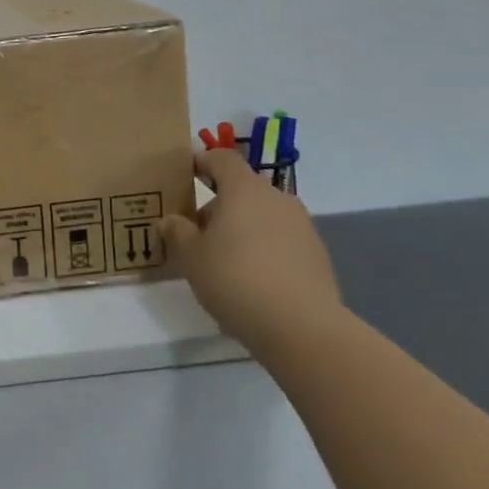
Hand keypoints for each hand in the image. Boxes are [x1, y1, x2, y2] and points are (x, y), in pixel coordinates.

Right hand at [160, 148, 343, 358]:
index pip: (222, 158)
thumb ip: (176, 232)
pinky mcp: (318, 256)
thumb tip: (170, 221)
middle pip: (243, 189)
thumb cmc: (237, 280)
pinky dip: (266, 250)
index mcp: (244, 189)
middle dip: (219, 205)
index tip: (186, 175)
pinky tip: (254, 281)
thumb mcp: (191, 257)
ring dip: (244, 228)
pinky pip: (283, 241)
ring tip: (226, 261)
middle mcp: (276, 198)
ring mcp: (302, 226)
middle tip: (199, 233)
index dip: (202, 161)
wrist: (304, 329)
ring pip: (264, 216)